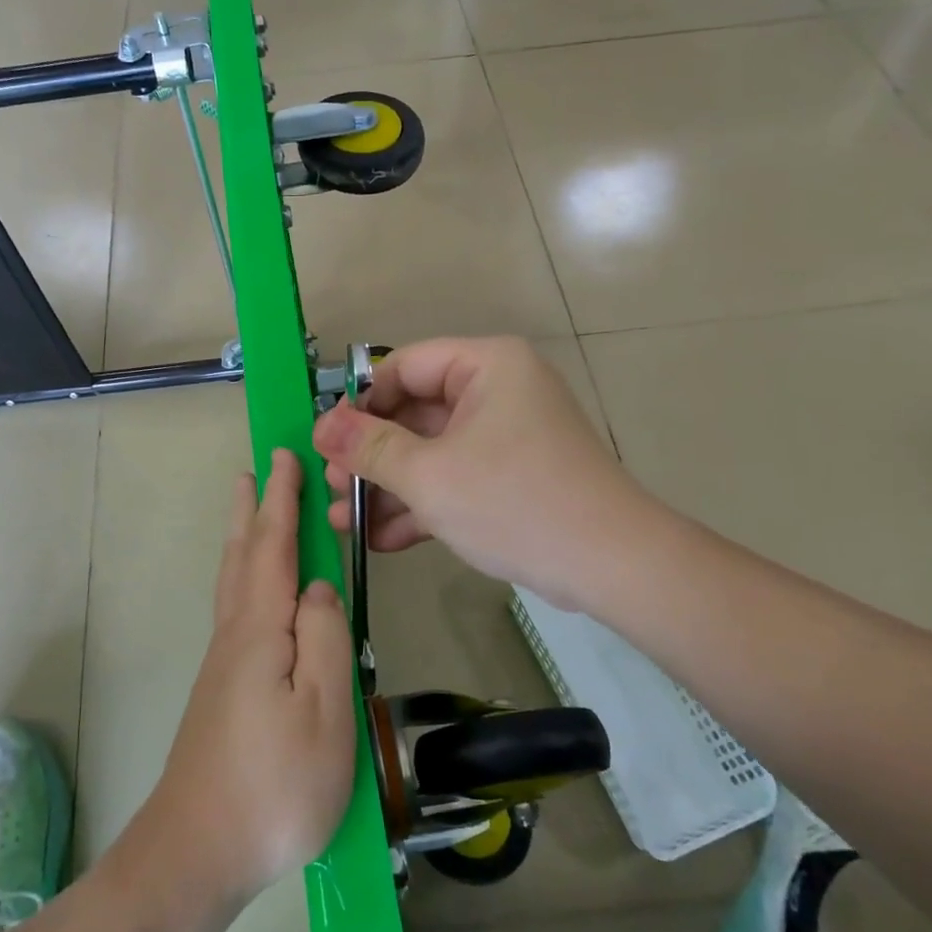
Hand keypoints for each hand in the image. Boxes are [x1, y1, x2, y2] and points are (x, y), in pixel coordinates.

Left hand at [152, 450, 356, 908]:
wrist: (197, 852)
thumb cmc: (274, 786)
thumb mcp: (324, 712)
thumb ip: (326, 638)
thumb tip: (318, 586)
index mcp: (261, 630)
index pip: (274, 546)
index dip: (282, 500)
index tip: (285, 456)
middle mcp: (236, 634)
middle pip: (243, 555)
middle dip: (253, 508)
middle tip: (256, 469)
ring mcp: (223, 663)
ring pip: (233, 580)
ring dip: (243, 536)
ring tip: (249, 510)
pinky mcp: (221, 688)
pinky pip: (234, 606)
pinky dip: (243, 573)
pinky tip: (252, 588)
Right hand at [312, 336, 657, 610]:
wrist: (610, 565)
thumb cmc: (514, 502)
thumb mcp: (429, 475)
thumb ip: (370, 448)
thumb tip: (322, 426)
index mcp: (486, 366)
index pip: (404, 367)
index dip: (361, 404)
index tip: (328, 445)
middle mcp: (497, 391)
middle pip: (414, 413)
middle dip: (369, 457)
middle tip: (331, 488)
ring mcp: (505, 436)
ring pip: (431, 451)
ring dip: (388, 486)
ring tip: (342, 520)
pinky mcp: (510, 477)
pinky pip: (455, 478)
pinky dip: (421, 504)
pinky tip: (381, 538)